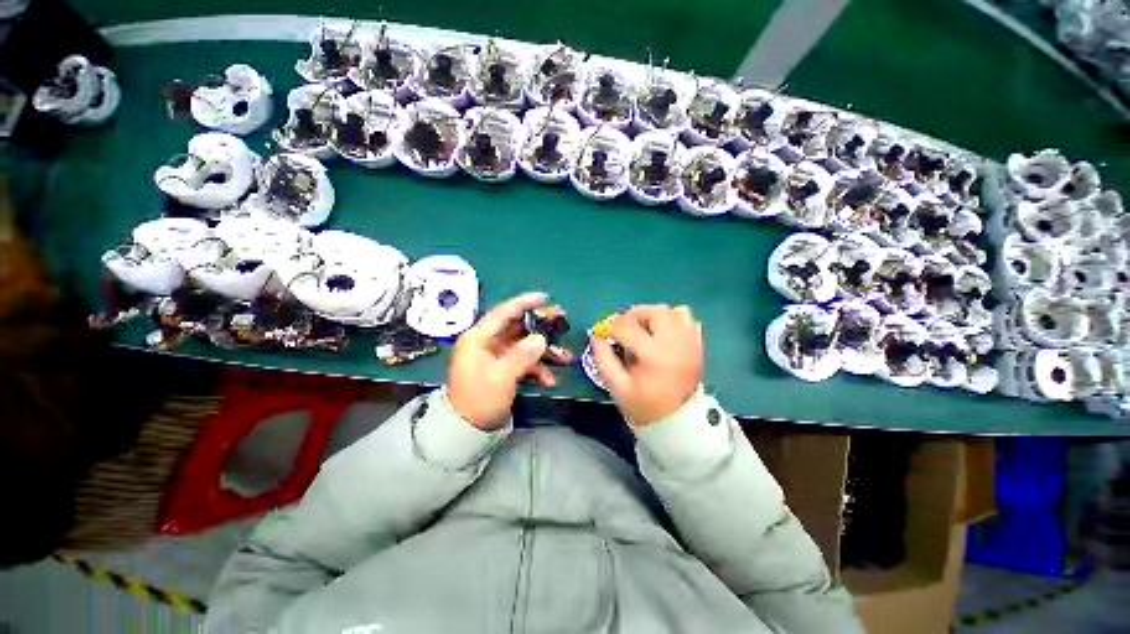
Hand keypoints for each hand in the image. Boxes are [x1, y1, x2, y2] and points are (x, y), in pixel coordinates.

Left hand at [448, 292, 573, 430]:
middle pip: (517, 328)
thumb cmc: (479, 401)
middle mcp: (486, 343)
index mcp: (478, 339)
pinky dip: (536, 368)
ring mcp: (495, 356)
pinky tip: (549, 380)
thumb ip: (522, 356)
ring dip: (543, 352)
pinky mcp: (501, 368)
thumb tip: (541, 338)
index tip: (544, 298)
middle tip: (562, 323)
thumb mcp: (501, 377)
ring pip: (523, 345)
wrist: (466, 431)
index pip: (503, 313)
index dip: (524, 303)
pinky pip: (522, 361)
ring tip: (565, 357)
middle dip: (540, 328)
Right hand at [591, 304, 703, 426]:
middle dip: (634, 315)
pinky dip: (673, 321)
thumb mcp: (617, 386)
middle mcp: (675, 343)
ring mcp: (690, 342)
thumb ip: (603, 358)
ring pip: (674, 311)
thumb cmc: (644, 406)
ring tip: (645, 330)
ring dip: (655, 316)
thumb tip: (596, 336)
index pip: (627, 327)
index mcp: (653, 355)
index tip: (603, 333)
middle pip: (654, 311)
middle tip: (625, 328)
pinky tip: (662, 335)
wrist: (678, 422)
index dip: (610, 327)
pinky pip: (688, 320)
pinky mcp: (698, 345)